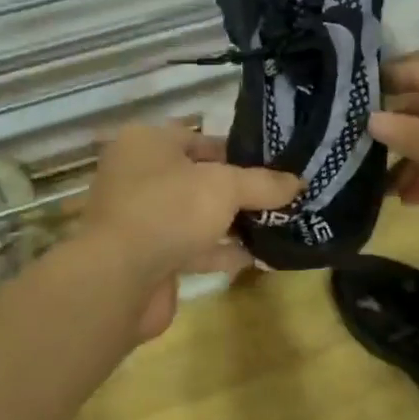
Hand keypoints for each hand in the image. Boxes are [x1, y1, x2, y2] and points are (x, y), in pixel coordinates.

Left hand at [83, 124, 300, 338]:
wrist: (118, 280)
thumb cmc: (169, 211)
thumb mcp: (225, 187)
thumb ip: (263, 183)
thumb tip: (299, 182)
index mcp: (148, 143)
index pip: (200, 139)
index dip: (239, 151)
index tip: (275, 165)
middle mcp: (139, 176)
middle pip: (199, 178)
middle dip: (239, 190)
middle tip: (281, 196)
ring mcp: (141, 218)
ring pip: (196, 215)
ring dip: (233, 223)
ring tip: (278, 225)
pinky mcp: (147, 257)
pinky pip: (192, 247)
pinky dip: (221, 251)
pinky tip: (258, 257)